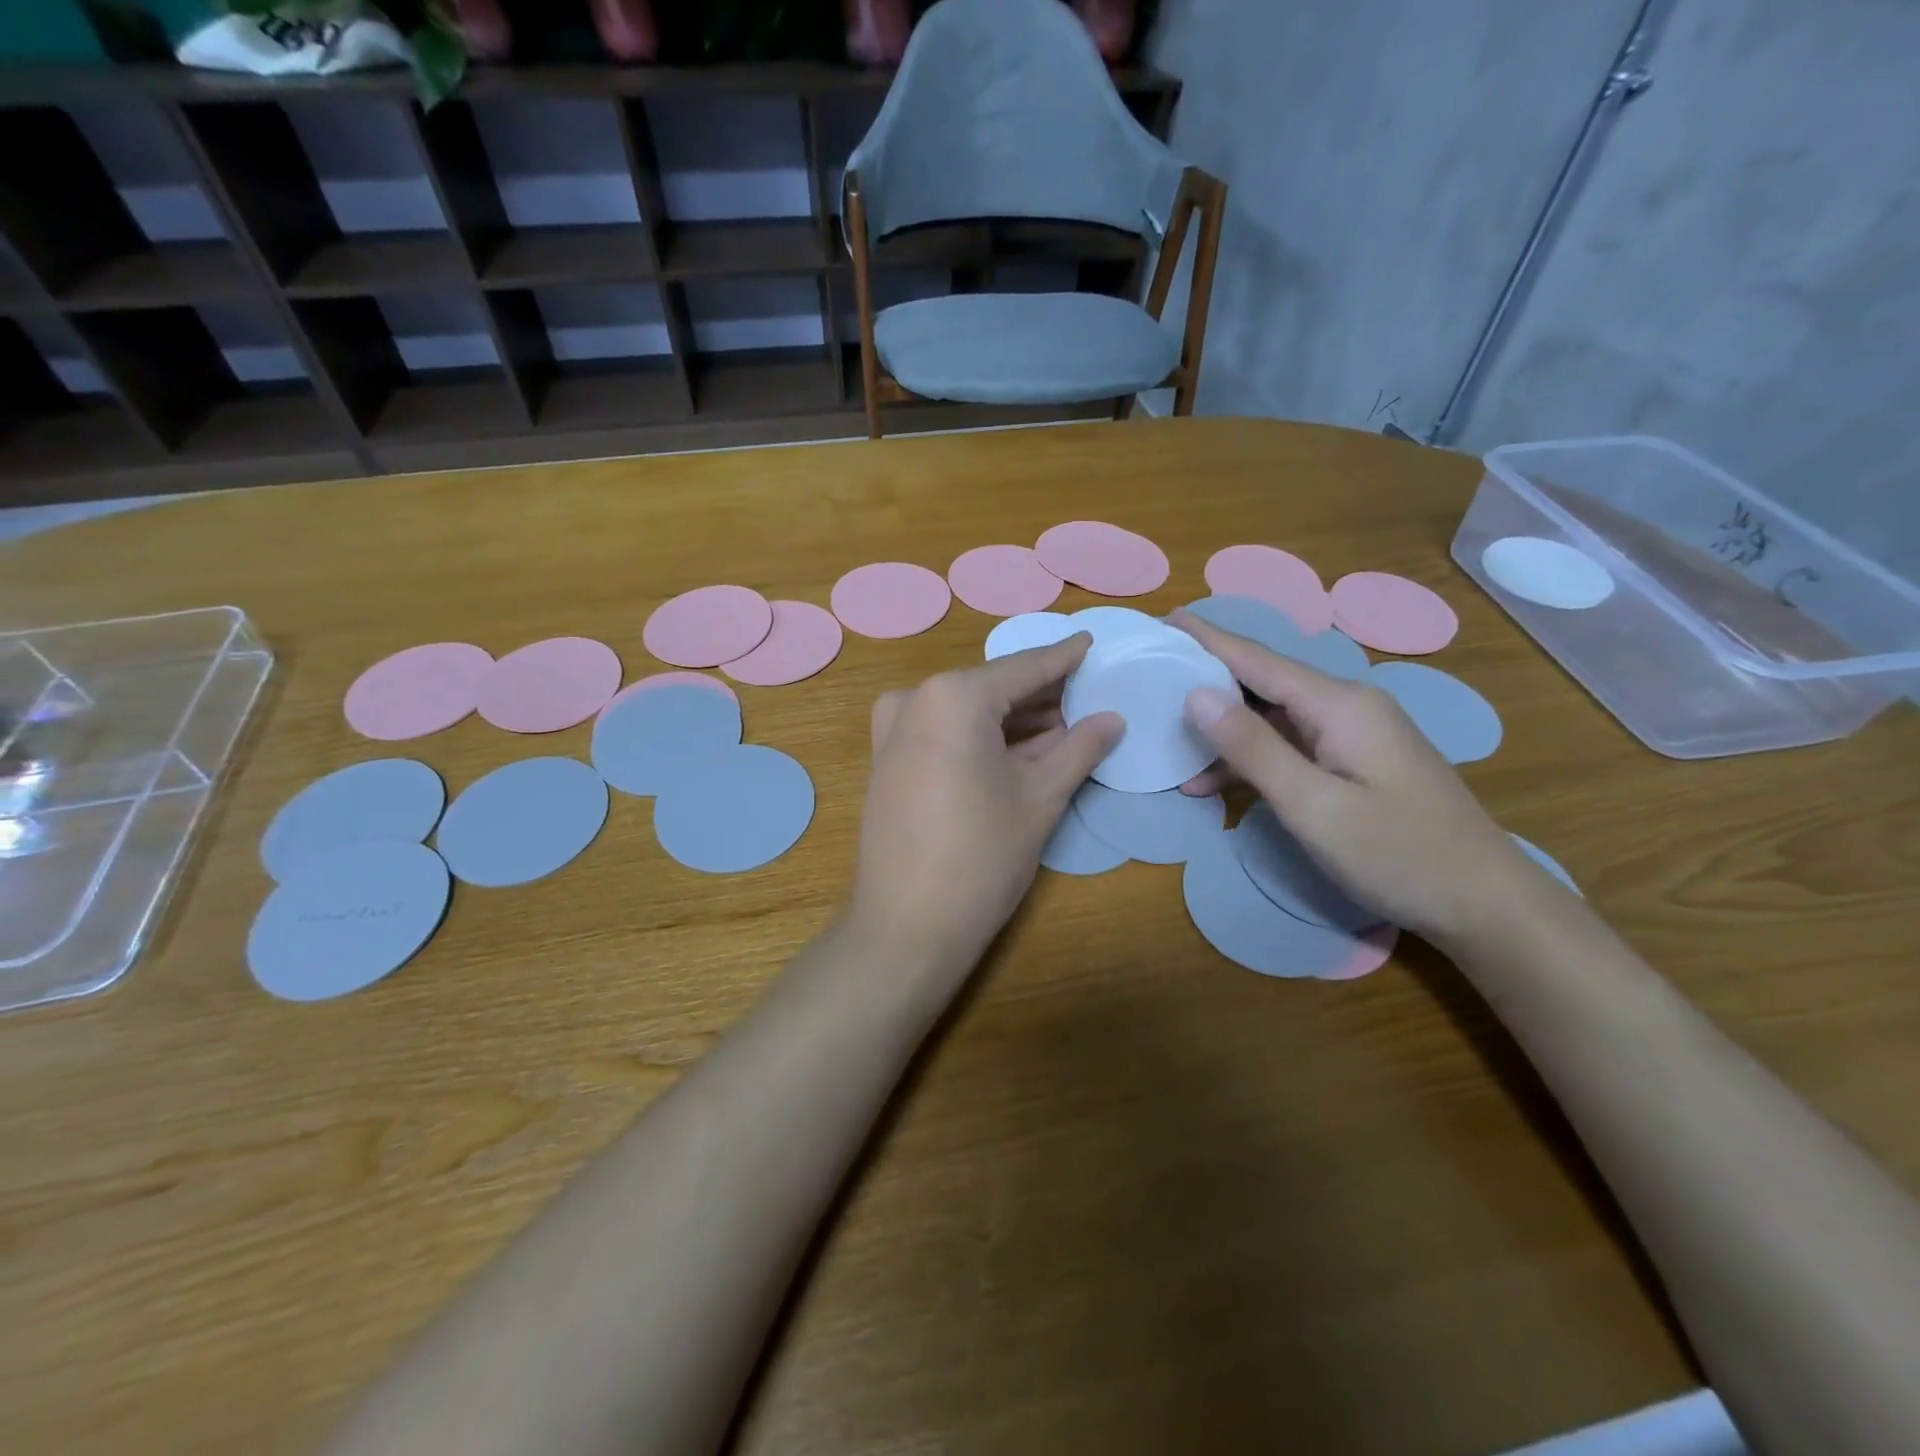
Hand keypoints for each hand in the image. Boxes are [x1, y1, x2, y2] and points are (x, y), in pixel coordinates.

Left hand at [848, 635, 1123, 980]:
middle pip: (993, 688)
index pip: (1024, 668)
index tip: (1092, 641)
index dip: (1064, 657)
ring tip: (1067, 725)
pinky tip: (1021, 748)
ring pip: (967, 711)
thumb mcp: (1041, 797)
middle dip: (1042, 695)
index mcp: (953, 695)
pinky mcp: (887, 759)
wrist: (906, 926)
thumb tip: (1113, 719)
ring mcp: (893, 729)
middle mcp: (915, 699)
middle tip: (1090, 696)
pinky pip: (944, 732)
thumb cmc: (982, 856)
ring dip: (1014, 719)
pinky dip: (982, 736)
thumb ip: (1079, 748)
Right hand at [1173, 611, 1546, 945]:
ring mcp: (1355, 735)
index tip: (1165, 618)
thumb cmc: (1398, 855)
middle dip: (1209, 677)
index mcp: (1339, 705)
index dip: (1208, 639)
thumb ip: (1253, 748)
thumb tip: (1196, 694)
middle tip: (1156, 675)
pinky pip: (1292, 745)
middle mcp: (1347, 706)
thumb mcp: (1313, 806)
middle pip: (1264, 682)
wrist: (1486, 904)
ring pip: (1274, 717)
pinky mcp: (1357, 762)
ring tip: (1169, 739)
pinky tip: (1214, 783)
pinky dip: (1253, 759)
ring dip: (1225, 731)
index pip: (1257, 659)